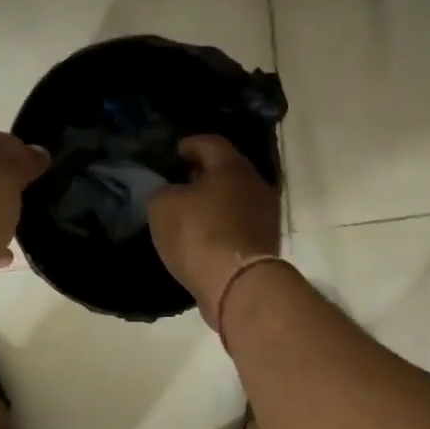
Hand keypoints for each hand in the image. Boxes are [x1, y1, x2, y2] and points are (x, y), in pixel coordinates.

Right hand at [148, 135, 281, 318]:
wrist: (239, 285)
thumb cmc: (199, 235)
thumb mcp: (163, 207)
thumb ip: (163, 191)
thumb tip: (171, 192)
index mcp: (232, 167)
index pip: (211, 143)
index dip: (191, 144)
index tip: (176, 152)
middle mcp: (256, 185)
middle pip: (229, 171)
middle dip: (205, 174)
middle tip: (183, 181)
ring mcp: (266, 216)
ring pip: (237, 199)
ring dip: (216, 202)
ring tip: (192, 212)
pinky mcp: (266, 245)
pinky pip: (240, 226)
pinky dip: (223, 226)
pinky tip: (206, 236)